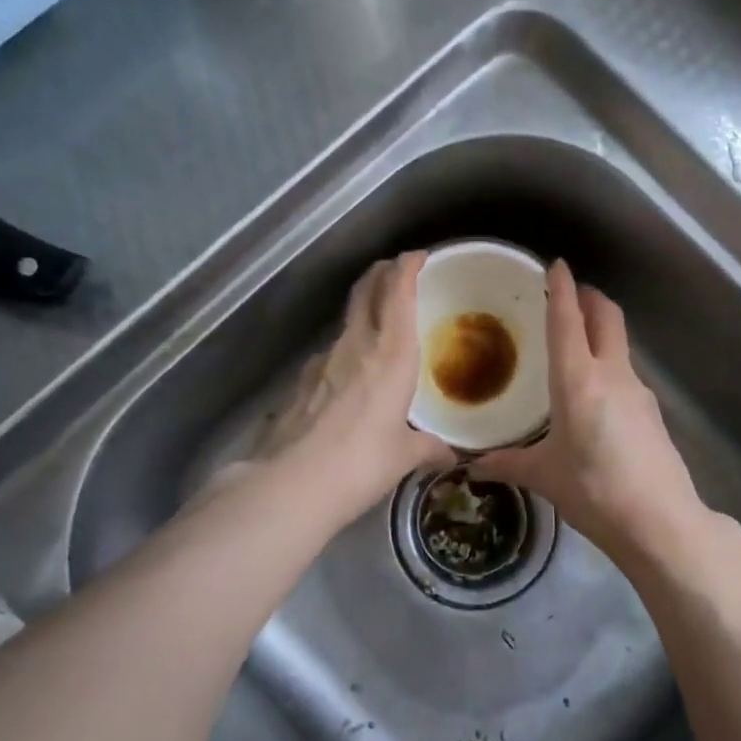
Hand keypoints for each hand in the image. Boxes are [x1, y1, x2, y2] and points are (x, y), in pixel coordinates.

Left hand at [253, 252, 455, 523]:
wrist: (290, 484)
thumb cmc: (361, 464)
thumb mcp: (403, 456)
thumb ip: (428, 448)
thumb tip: (449, 455)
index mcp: (391, 355)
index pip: (398, 292)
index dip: (407, 267)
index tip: (418, 256)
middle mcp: (355, 345)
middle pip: (366, 291)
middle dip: (382, 274)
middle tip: (396, 273)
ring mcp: (322, 360)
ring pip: (346, 321)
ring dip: (363, 312)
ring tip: (379, 329)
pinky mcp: (300, 381)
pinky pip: (330, 353)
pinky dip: (345, 351)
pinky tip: (349, 378)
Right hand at [475, 261, 709, 567]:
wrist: (662, 522)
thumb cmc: (595, 492)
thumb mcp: (545, 477)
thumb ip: (508, 465)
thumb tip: (471, 467)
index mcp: (578, 381)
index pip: (568, 321)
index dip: (562, 289)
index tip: (555, 265)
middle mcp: (611, 374)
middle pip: (606, 317)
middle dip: (590, 298)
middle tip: (569, 294)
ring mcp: (638, 391)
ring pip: (619, 344)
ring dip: (600, 331)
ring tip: (575, 343)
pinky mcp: (652, 412)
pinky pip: (625, 372)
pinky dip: (608, 364)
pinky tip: (594, 393)